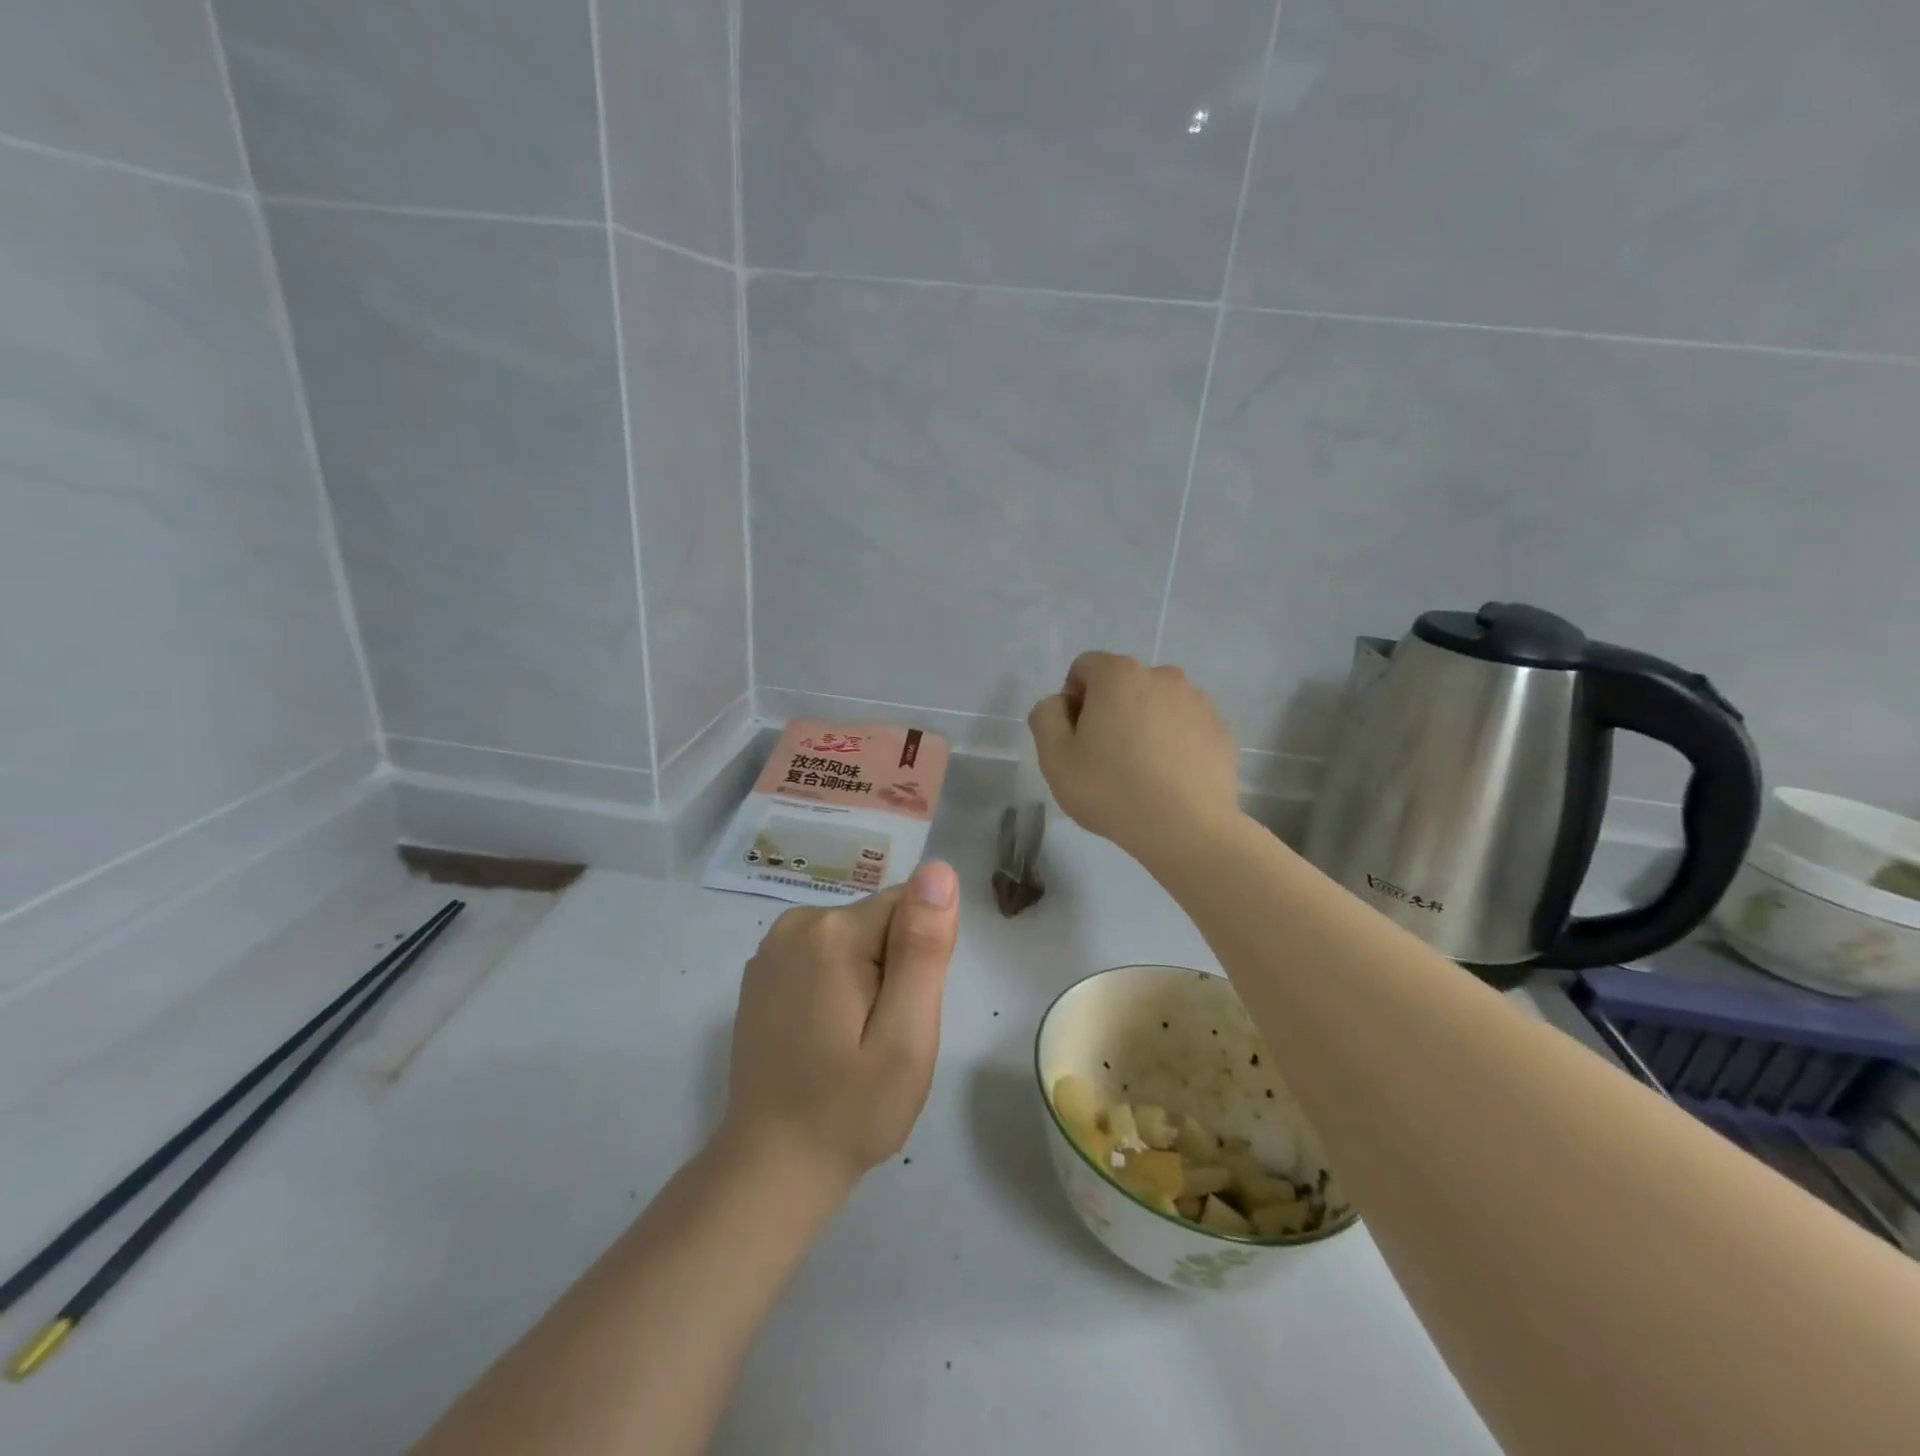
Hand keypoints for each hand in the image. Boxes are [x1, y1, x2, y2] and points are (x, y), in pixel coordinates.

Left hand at [721, 861, 960, 1196]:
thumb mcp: (906, 1036)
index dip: (919, 961)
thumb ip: (923, 948)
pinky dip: (836, 985)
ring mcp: (772, 947)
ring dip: (867, 979)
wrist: (772, 1167)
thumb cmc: (851, 1108)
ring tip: (855, 1041)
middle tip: (883, 1037)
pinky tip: (825, 1037)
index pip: (909, 908)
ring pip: (854, 938)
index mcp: (834, 932)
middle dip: (893, 970)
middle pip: (879, 922)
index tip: (905, 1013)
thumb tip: (938, 870)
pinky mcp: (762, 973)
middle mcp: (797, 922)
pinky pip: (824, 956)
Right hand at [1028, 652, 1240, 864]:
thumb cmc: (1111, 790)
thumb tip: (1060, 703)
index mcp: (1119, 675)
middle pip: (1123, 684)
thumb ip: (1046, 716)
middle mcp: (1163, 676)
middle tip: (1105, 757)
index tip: (1076, 738)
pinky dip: (1175, 743)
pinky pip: (1186, 728)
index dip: (1073, 700)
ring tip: (1142, 771)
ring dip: (1144, 725)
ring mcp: (1199, 702)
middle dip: (1110, 710)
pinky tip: (1169, 779)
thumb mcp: (1054, 758)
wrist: (1187, 829)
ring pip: (1158, 705)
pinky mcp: (1222, 730)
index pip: (1085, 668)